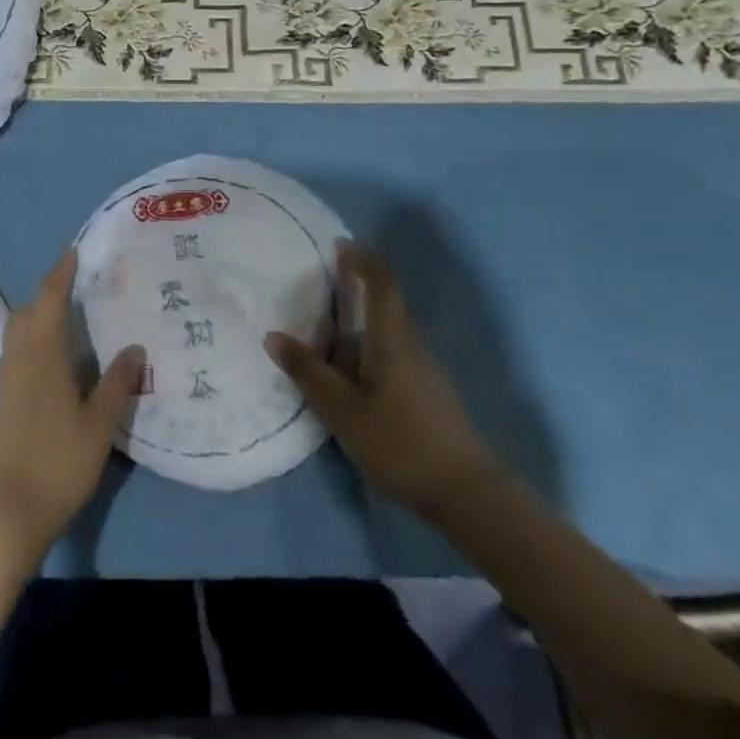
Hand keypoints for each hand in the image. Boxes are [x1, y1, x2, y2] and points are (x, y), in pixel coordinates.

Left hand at [0, 250, 143, 563]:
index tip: (73, 253)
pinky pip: (16, 348)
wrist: (10, 508)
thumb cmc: (59, 460)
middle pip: (28, 309)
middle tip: (74, 281)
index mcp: (43, 354)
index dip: (61, 274)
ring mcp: (7, 378)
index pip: (50, 300)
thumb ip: (118, 383)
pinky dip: (32, 335)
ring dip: (37, 312)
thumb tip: (135, 347)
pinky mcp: (3, 397)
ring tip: (66, 312)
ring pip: (18, 329)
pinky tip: (52, 353)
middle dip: (48, 290)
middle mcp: (20, 357)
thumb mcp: (99, 423)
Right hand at [265, 241, 494, 517]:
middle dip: (359, 286)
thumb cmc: (399, 442)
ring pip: (391, 331)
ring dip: (364, 319)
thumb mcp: (342, 409)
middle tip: (324, 282)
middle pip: (387, 304)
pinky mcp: (429, 393)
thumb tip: (273, 336)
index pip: (382, 284)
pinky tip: (352, 372)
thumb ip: (308, 372)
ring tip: (328, 329)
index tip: (341, 244)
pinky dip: (371, 346)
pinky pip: (395, 353)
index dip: (363, 260)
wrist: (466, 494)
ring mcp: (425, 370)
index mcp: (392, 340)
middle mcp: (411, 346)